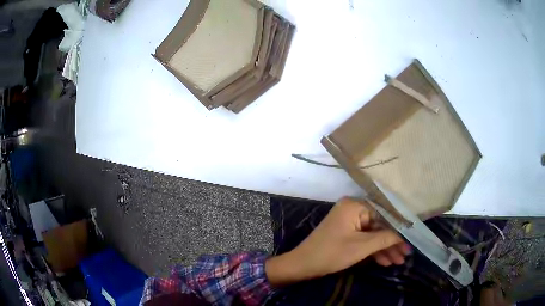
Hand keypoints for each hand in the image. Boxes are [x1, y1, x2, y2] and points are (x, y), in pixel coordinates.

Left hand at [266, 198, 410, 285]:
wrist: (303, 265)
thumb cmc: (331, 253)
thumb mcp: (361, 247)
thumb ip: (385, 238)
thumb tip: (403, 235)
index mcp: (355, 206)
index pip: (384, 213)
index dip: (399, 227)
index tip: (411, 238)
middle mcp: (352, 209)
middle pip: (379, 225)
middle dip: (392, 242)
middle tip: (405, 255)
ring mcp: (349, 222)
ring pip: (373, 234)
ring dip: (385, 249)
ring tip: (398, 261)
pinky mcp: (346, 233)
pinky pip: (364, 239)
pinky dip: (373, 250)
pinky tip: (385, 261)